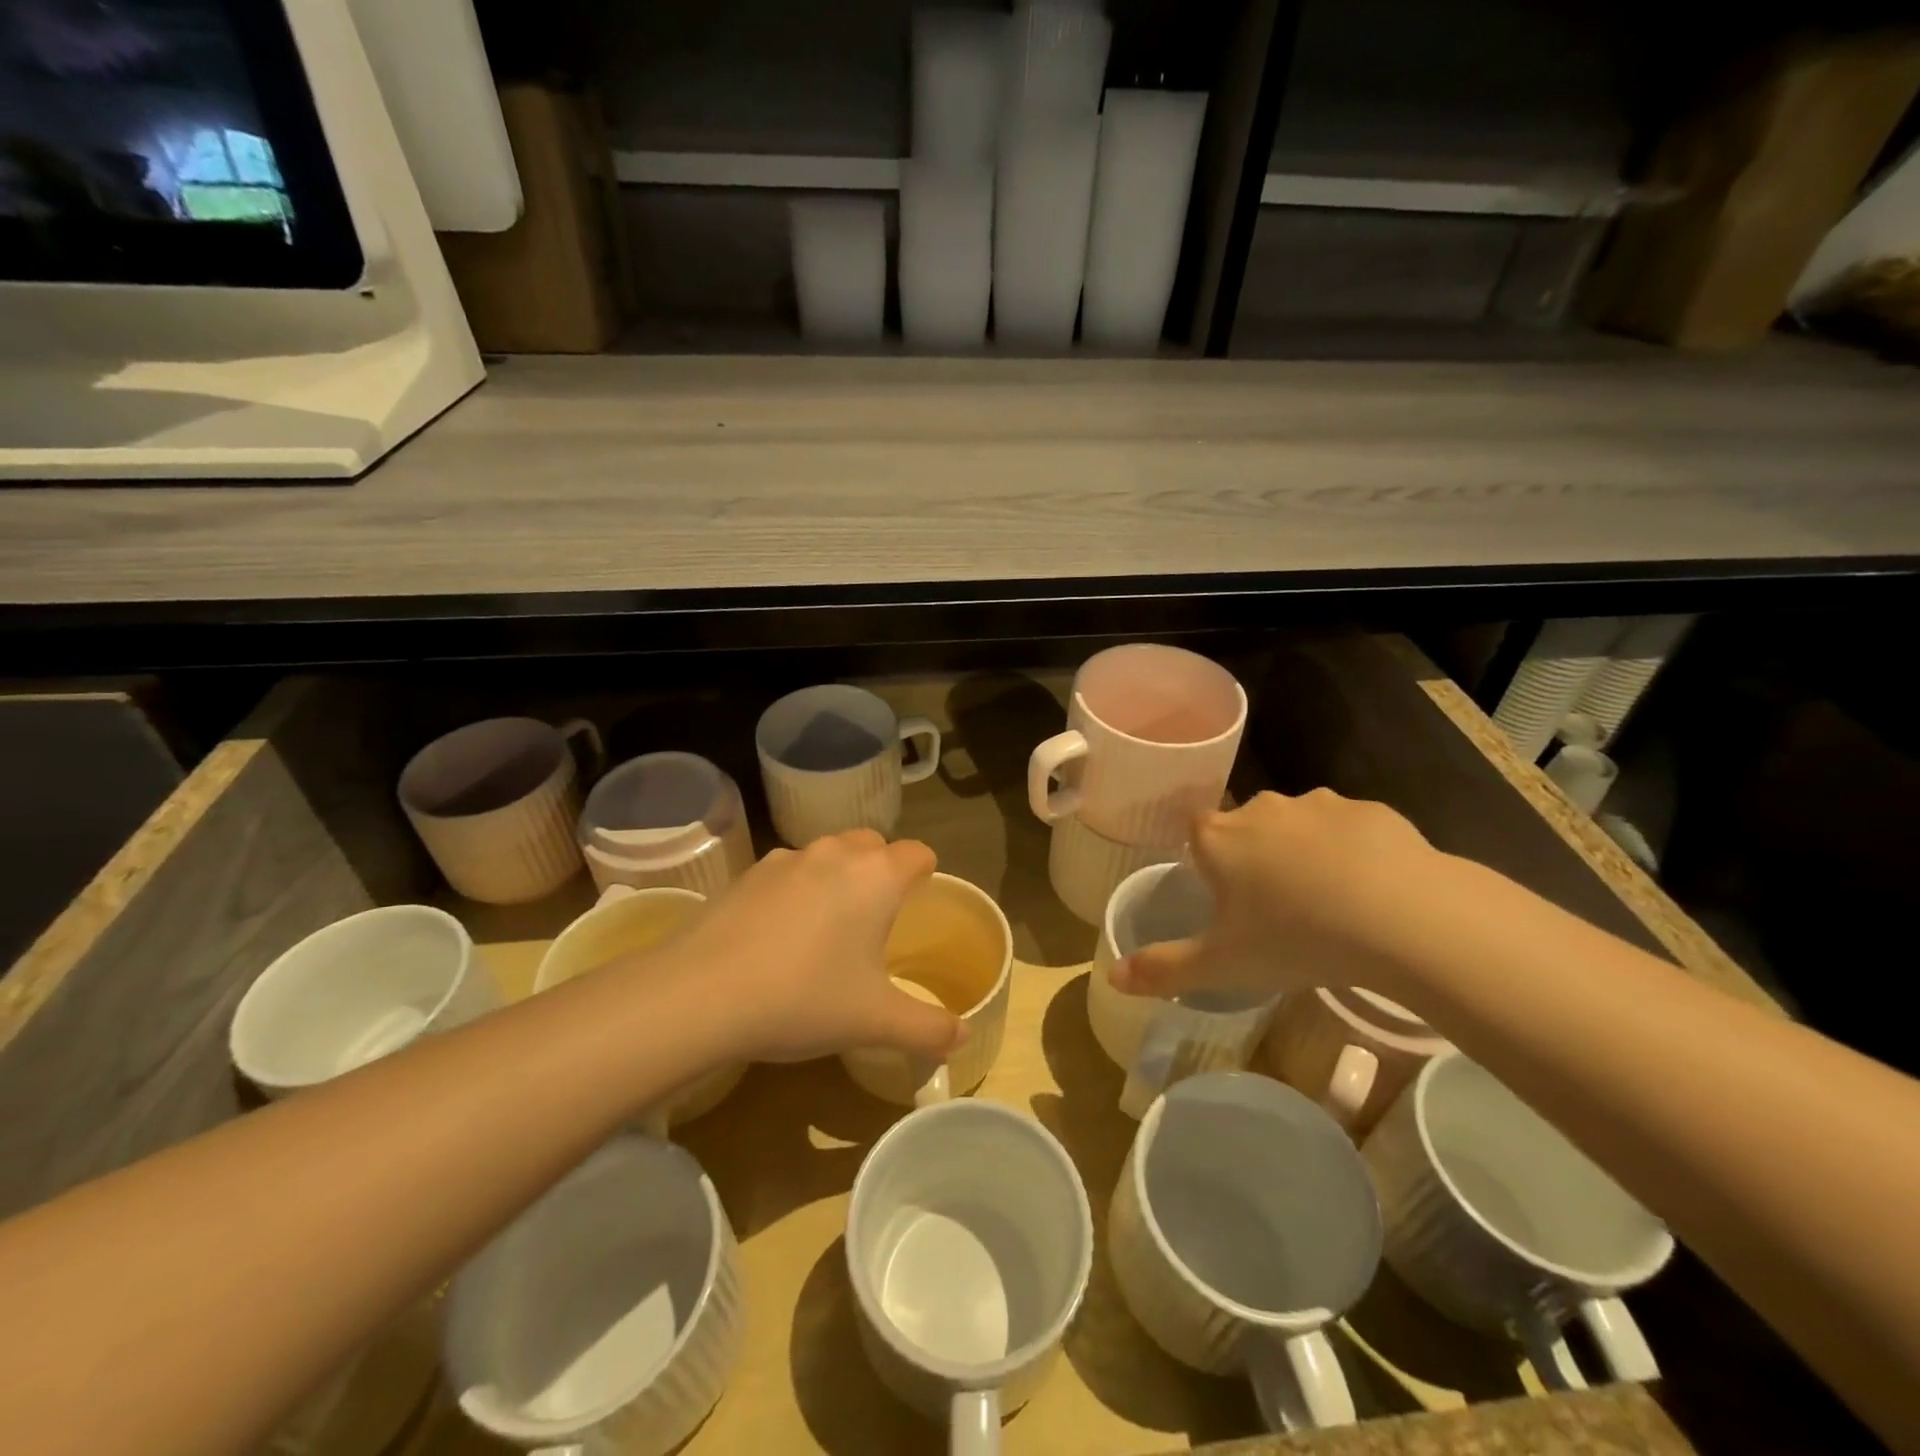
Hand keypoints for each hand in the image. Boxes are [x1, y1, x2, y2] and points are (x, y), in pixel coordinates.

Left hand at [657, 830, 965, 1063]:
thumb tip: (964, 1036)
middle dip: (881, 870)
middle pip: (872, 844)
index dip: (925, 873)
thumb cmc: (804, 998)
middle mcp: (835, 854)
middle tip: (876, 919)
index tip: (919, 902)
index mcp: (876, 877)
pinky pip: (787, 872)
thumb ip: (928, 1028)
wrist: (700, 995)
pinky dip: (794, 891)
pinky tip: (777, 937)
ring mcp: (785, 859)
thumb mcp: (874, 1022)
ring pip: (827, 854)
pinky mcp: (746, 874)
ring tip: (825, 928)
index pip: (917, 853)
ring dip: (837, 878)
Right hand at [1112, 789, 1441, 1001]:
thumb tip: (1112, 977)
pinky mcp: (1371, 810)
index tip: (1225, 893)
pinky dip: (1354, 851)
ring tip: (1330, 902)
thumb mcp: (1223, 966)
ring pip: (1300, 825)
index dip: (1207, 859)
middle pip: (1246, 825)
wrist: (1403, 918)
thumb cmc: (1296, 938)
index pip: (1195, 831)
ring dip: (1305, 851)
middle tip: (1276, 907)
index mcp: (1220, 839)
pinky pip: (1350, 829)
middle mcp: (1262, 809)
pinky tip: (1372, 889)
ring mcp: (1319, 804)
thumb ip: (1164, 969)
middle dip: (1255, 855)